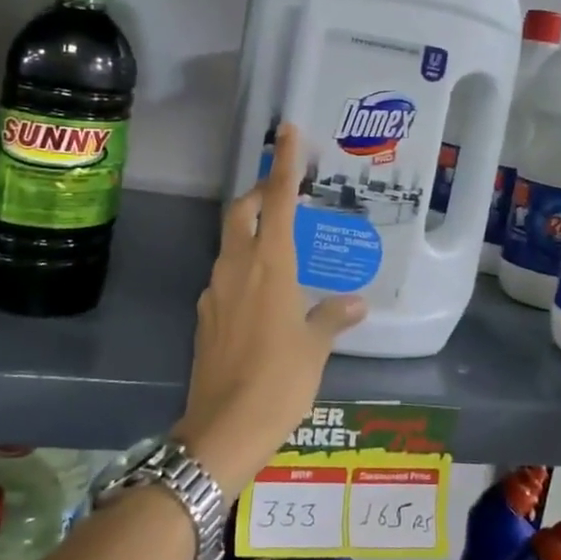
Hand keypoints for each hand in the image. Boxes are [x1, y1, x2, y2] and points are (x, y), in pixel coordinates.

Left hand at [175, 125, 366, 492]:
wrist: (223, 429)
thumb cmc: (279, 382)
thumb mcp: (314, 348)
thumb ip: (332, 318)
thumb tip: (355, 304)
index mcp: (271, 266)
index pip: (279, 200)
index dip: (283, 163)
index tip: (287, 130)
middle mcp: (237, 267)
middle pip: (242, 211)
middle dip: (260, 192)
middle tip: (284, 192)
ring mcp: (215, 290)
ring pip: (230, 242)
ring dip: (250, 229)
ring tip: (280, 242)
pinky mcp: (205, 314)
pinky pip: (225, 275)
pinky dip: (243, 266)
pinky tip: (263, 293)